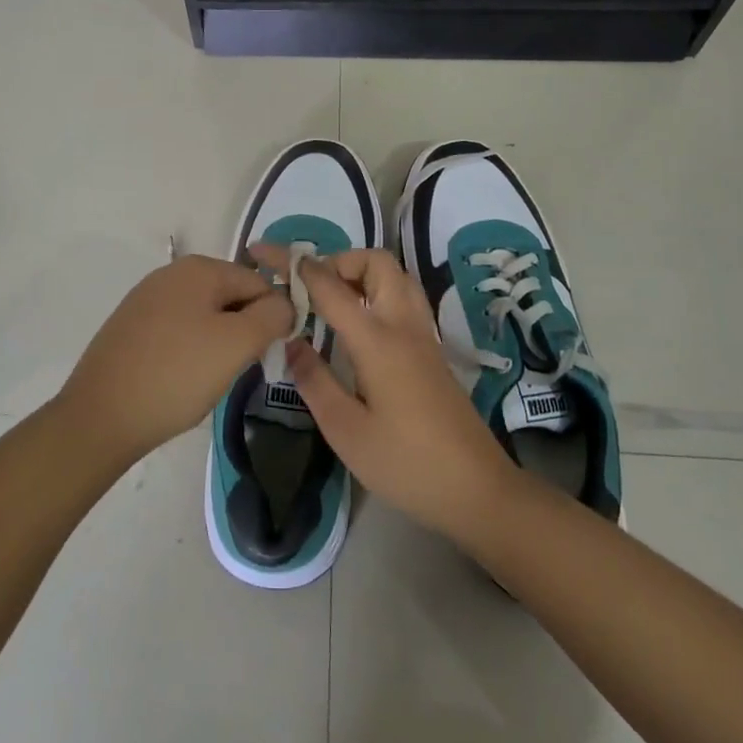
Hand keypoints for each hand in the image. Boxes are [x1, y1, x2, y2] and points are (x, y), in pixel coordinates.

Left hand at [58, 254, 293, 466]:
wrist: (100, 417)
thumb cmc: (176, 375)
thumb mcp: (236, 344)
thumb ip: (272, 316)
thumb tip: (285, 304)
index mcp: (199, 268)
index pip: (258, 283)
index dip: (272, 318)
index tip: (268, 355)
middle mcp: (171, 274)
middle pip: (230, 297)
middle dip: (242, 331)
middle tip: (236, 370)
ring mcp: (146, 299)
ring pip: (204, 316)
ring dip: (217, 344)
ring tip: (208, 379)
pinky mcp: (130, 327)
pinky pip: (178, 331)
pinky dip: (189, 352)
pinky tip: (181, 380)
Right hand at [253, 246, 517, 541]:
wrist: (477, 489)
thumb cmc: (406, 464)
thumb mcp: (346, 431)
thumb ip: (314, 381)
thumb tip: (291, 341)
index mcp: (377, 339)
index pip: (328, 285)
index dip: (293, 264)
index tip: (264, 253)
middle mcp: (403, 324)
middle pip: (374, 262)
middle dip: (336, 261)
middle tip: (308, 289)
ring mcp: (423, 334)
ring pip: (394, 275)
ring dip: (359, 273)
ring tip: (330, 301)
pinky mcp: (432, 349)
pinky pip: (402, 297)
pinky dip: (376, 292)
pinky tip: (358, 325)